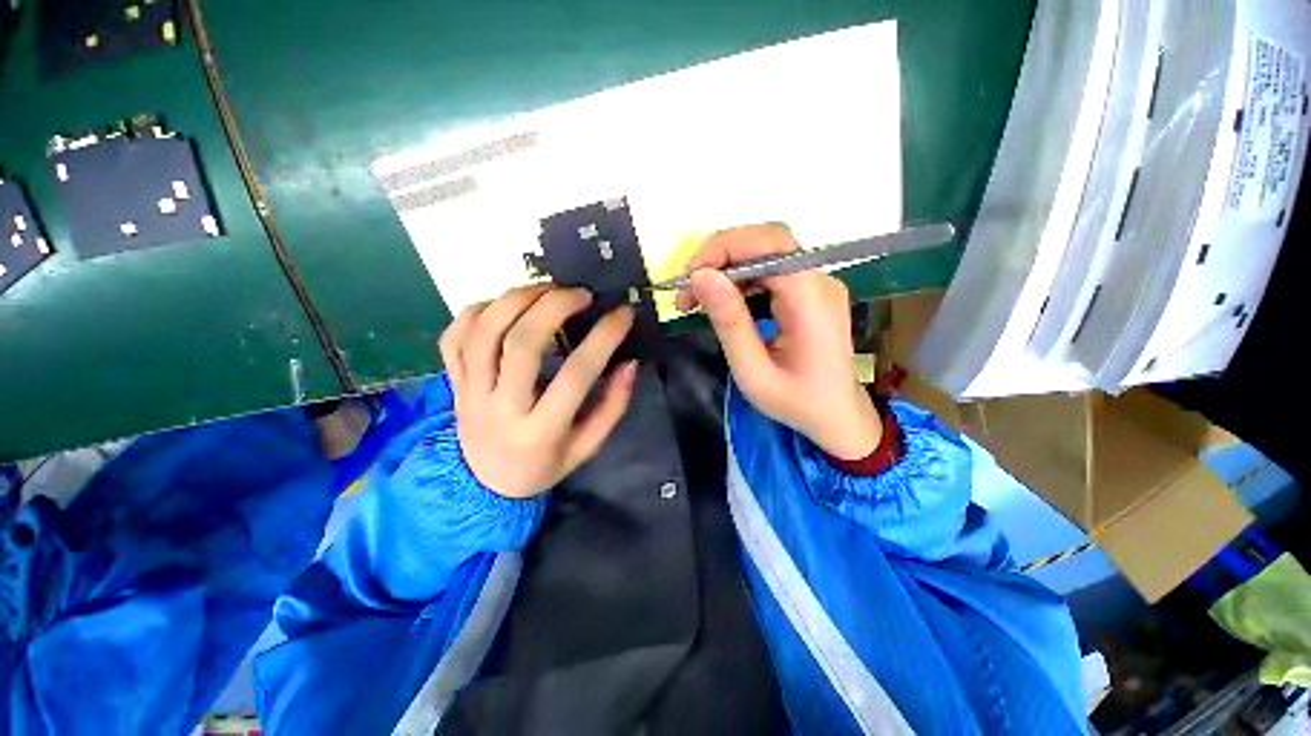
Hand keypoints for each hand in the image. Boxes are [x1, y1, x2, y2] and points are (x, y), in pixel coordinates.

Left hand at [440, 285, 637, 498]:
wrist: (485, 484)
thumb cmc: (543, 464)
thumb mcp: (587, 447)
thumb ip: (612, 407)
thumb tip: (629, 363)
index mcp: (540, 431)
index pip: (576, 375)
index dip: (603, 339)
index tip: (623, 313)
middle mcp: (500, 409)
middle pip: (521, 345)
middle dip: (554, 308)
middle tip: (580, 294)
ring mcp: (469, 393)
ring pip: (483, 333)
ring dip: (516, 300)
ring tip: (546, 288)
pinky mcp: (453, 383)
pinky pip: (454, 337)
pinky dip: (478, 311)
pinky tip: (505, 305)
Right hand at [676, 224, 880, 459]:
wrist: (837, 416)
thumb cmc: (796, 403)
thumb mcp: (753, 372)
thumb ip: (729, 322)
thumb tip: (700, 276)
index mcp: (812, 301)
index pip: (771, 244)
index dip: (724, 249)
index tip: (689, 278)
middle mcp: (820, 281)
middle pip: (767, 241)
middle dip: (719, 257)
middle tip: (687, 290)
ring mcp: (817, 283)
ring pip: (765, 252)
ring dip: (725, 268)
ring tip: (695, 300)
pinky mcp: (808, 290)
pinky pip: (769, 270)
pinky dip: (738, 280)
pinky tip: (721, 301)